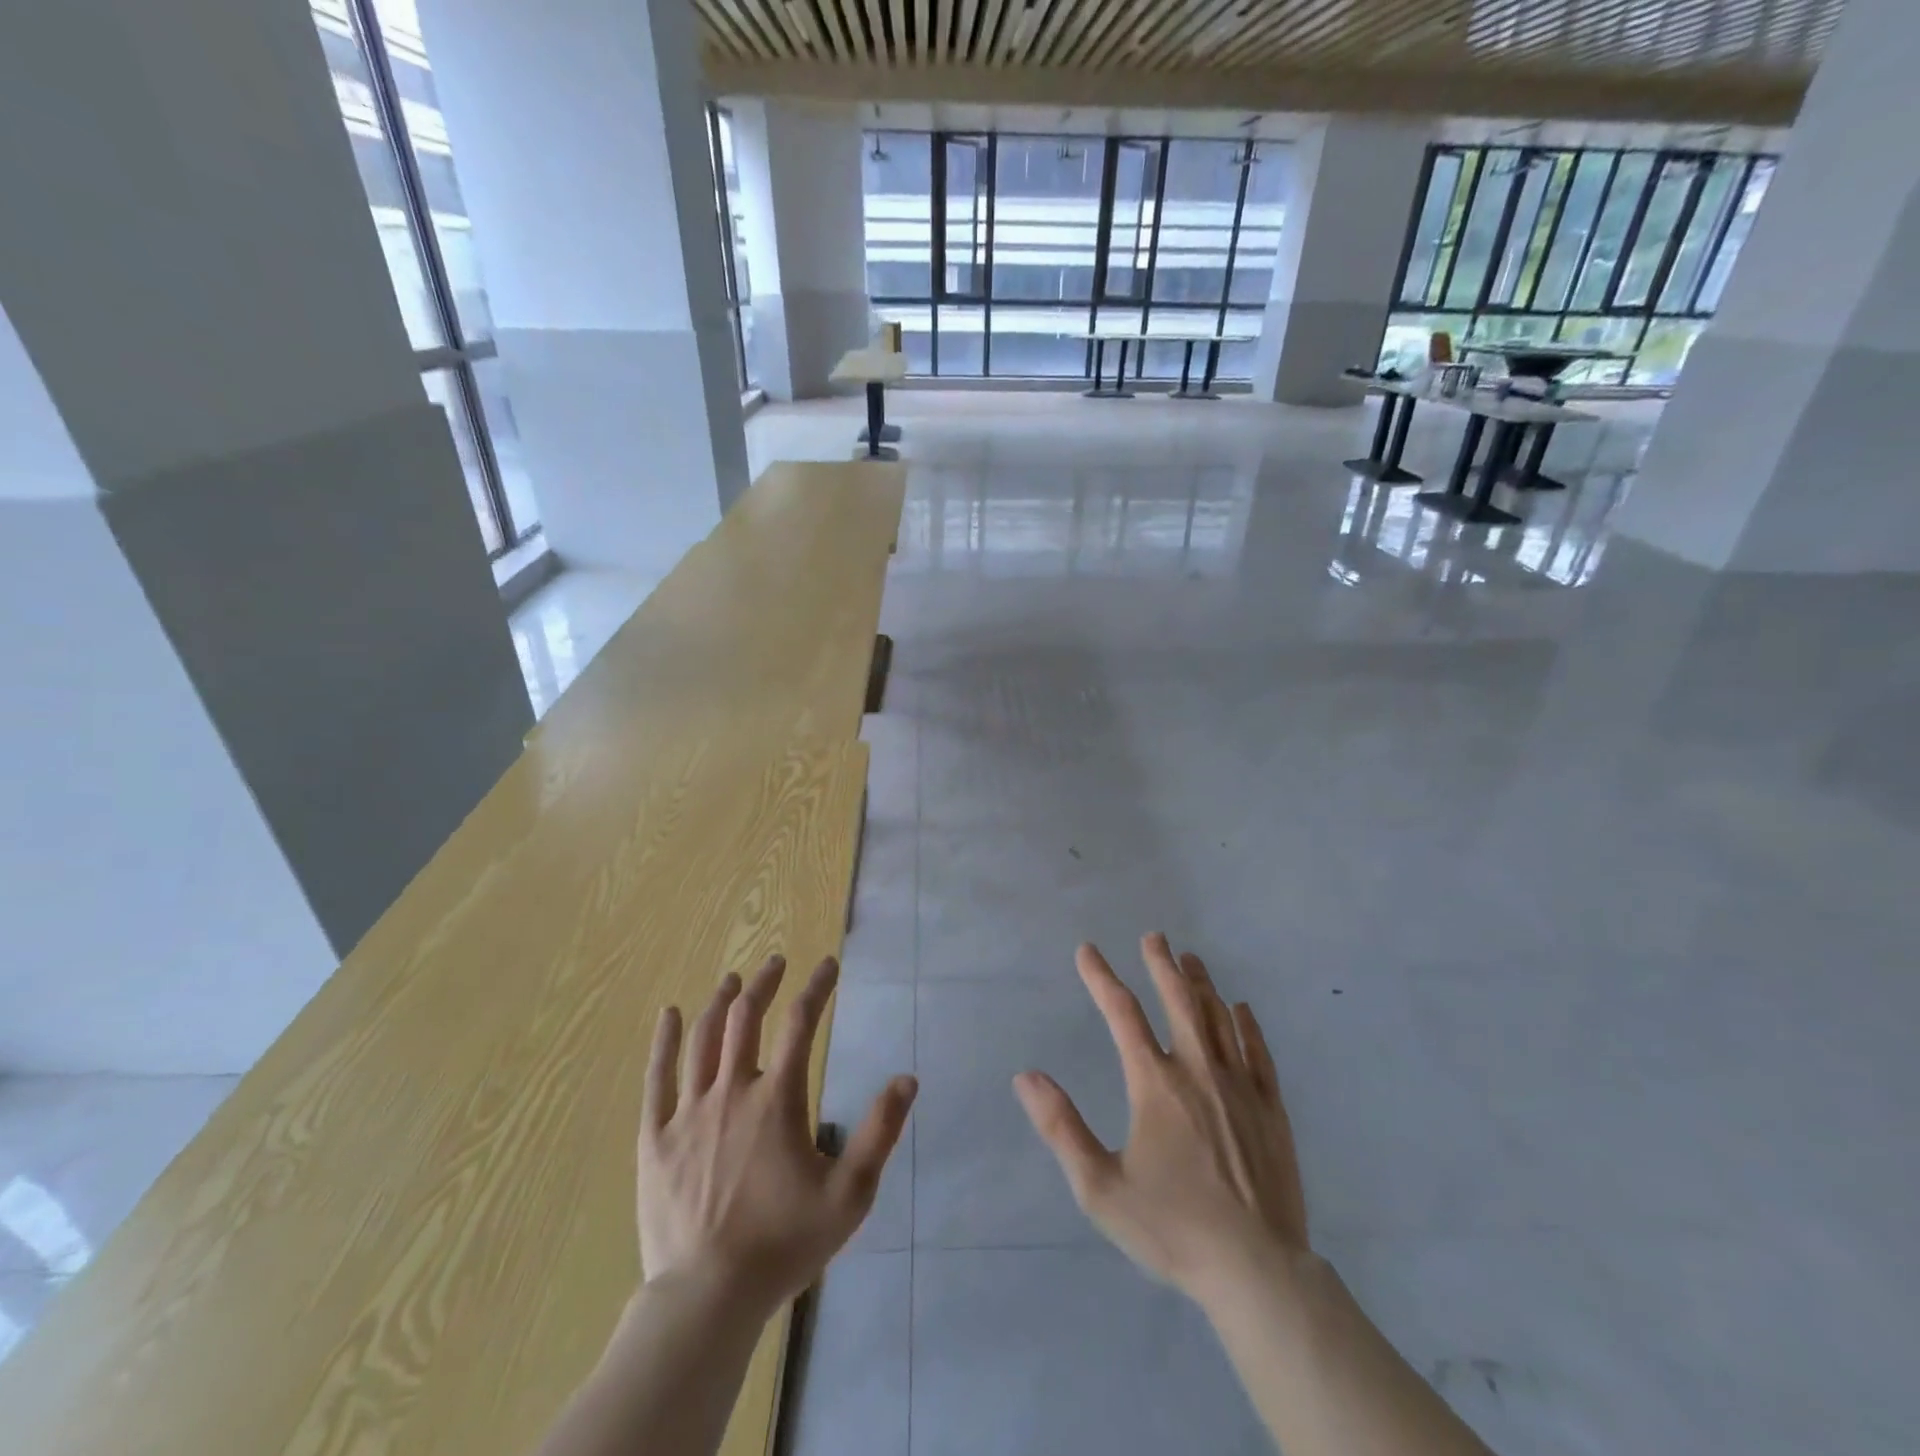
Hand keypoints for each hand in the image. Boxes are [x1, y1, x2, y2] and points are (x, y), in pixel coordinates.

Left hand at [639, 955, 916, 1315]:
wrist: (707, 1298)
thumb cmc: (783, 1244)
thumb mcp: (849, 1194)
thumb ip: (880, 1132)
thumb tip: (907, 1079)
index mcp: (777, 1099)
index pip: (802, 1023)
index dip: (817, 988)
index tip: (827, 965)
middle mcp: (732, 1091)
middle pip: (747, 1017)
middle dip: (765, 983)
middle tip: (777, 962)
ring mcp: (689, 1112)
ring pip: (704, 1038)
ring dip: (722, 1001)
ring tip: (733, 979)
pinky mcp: (656, 1137)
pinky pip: (657, 1077)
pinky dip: (665, 1040)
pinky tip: (670, 1014)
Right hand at [1014, 935, 1308, 1304]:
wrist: (1257, 1271)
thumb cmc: (1172, 1228)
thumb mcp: (1100, 1187)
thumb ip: (1061, 1128)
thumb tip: (1026, 1077)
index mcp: (1155, 1085)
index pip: (1122, 1015)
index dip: (1102, 978)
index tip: (1087, 950)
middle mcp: (1198, 1072)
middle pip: (1179, 1001)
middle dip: (1162, 964)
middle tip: (1154, 936)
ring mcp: (1240, 1087)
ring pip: (1219, 1018)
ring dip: (1201, 984)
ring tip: (1191, 959)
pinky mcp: (1271, 1109)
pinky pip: (1258, 1051)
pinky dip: (1246, 1024)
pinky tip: (1241, 1009)